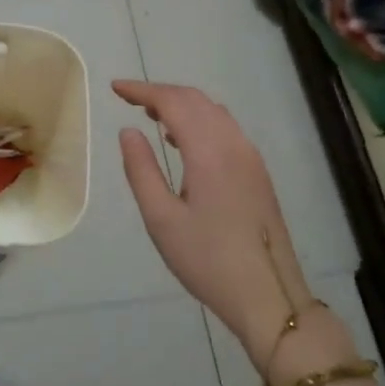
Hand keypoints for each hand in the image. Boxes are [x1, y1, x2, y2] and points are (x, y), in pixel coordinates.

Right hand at [113, 80, 333, 363]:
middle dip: (161, 93)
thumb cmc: (208, 260)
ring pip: (214, 113)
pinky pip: (225, 129)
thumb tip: (128, 131)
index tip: (114, 88)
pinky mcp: (257, 173)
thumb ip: (141, 169)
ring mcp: (250, 158)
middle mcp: (234, 144)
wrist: (269, 297)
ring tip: (150, 115)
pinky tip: (182, 142)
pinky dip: (199, 121)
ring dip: (182, 105)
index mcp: (209, 151)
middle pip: (196, 100)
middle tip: (128, 98)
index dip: (142, 90)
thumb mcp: (161, 219)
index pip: (173, 102)